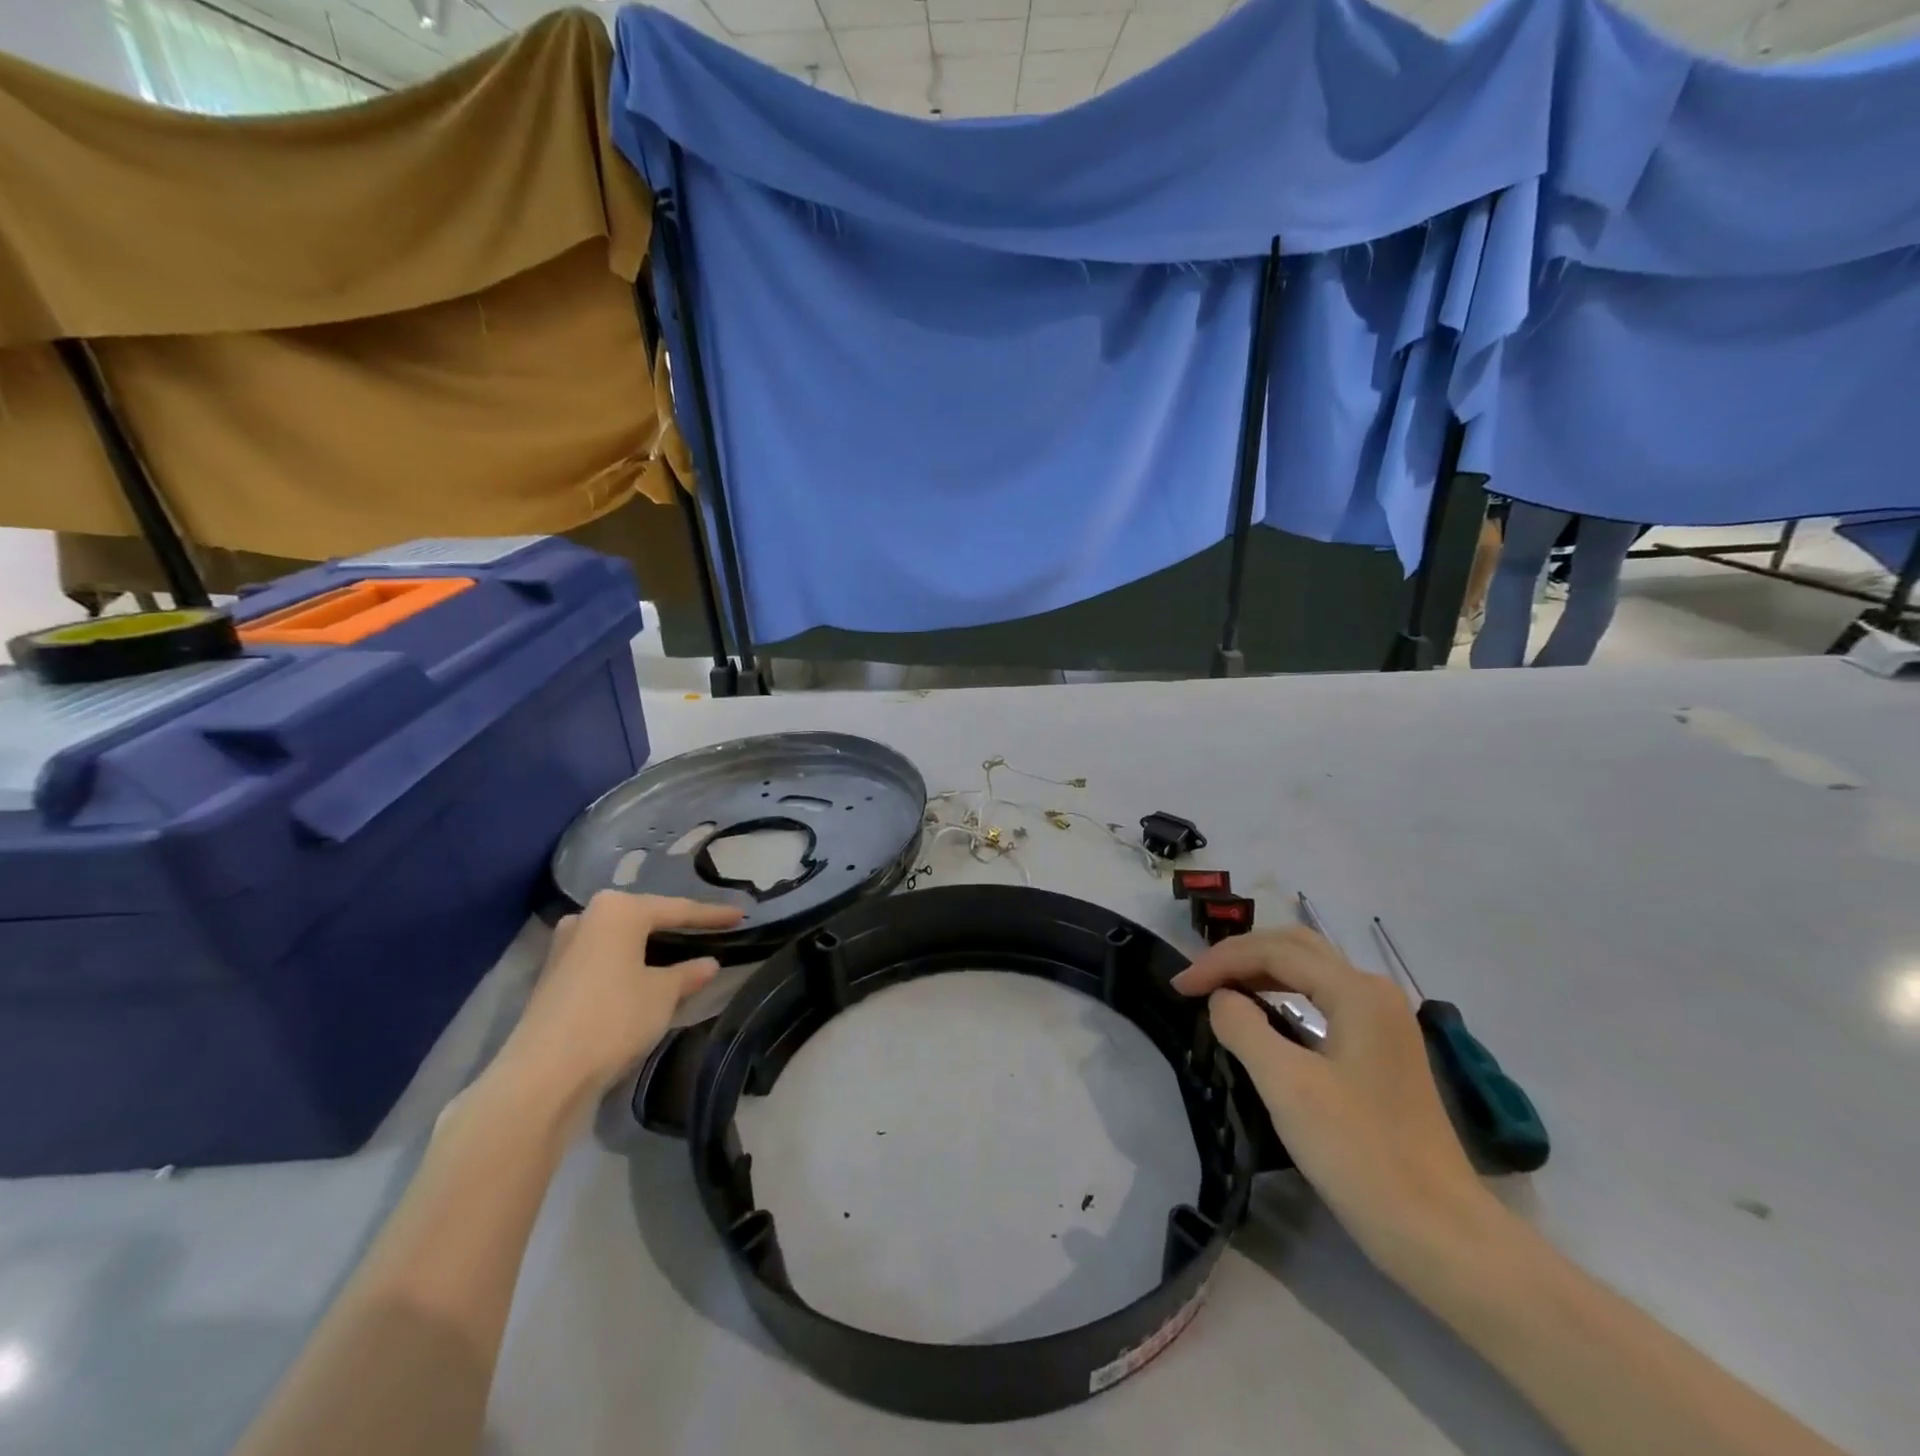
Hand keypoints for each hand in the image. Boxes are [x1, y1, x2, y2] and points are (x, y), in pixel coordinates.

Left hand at [485, 891, 741, 1120]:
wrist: (544, 1075)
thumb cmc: (613, 1018)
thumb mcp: (663, 994)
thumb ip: (690, 973)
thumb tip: (708, 963)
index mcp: (618, 909)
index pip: (677, 909)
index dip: (712, 915)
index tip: (741, 915)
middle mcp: (587, 917)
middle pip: (645, 917)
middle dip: (676, 924)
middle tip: (710, 929)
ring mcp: (565, 946)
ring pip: (621, 938)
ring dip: (650, 945)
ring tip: (681, 949)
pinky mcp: (554, 976)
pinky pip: (604, 958)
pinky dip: (628, 962)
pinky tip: (645, 973)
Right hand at [1172, 926, 1501, 1279]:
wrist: (1440, 1233)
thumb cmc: (1360, 1153)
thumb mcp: (1287, 1086)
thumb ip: (1243, 1028)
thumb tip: (1221, 999)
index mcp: (1356, 991)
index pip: (1274, 952)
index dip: (1220, 962)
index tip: (1179, 986)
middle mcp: (1374, 993)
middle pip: (1296, 947)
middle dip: (1240, 955)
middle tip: (1197, 979)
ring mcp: (1384, 1021)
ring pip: (1311, 971)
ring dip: (1261, 971)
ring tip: (1219, 989)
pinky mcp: (1382, 1050)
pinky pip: (1323, 999)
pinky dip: (1284, 994)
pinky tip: (1262, 1015)